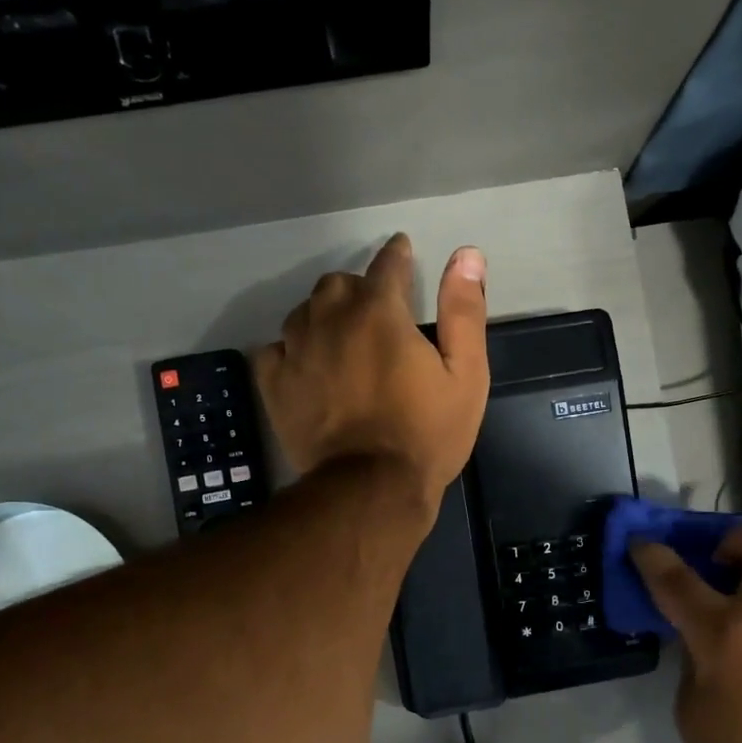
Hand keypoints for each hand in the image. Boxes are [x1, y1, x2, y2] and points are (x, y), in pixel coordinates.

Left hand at [253, 233, 488, 515]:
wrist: (371, 489)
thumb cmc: (427, 434)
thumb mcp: (466, 375)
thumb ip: (464, 311)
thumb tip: (467, 254)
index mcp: (380, 312)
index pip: (387, 264)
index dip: (397, 256)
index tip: (402, 253)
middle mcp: (331, 319)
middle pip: (338, 284)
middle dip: (358, 291)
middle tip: (376, 315)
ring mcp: (296, 351)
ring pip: (304, 313)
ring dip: (324, 317)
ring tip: (341, 341)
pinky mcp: (275, 384)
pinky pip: (275, 349)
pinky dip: (292, 351)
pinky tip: (307, 367)